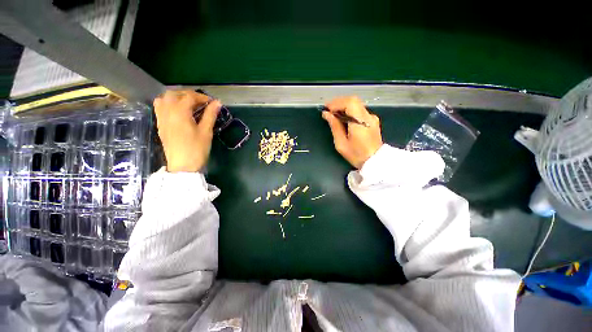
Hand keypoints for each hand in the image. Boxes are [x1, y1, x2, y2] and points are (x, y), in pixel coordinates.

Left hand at [153, 90, 220, 172]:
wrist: (183, 166)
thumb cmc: (197, 149)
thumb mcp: (206, 131)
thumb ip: (210, 115)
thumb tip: (217, 102)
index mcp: (180, 112)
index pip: (189, 97)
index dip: (202, 97)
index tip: (212, 103)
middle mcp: (167, 112)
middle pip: (174, 94)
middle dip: (188, 95)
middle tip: (200, 102)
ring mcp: (161, 119)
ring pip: (164, 99)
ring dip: (176, 98)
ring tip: (188, 105)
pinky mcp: (160, 125)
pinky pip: (160, 108)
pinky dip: (168, 105)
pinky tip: (178, 112)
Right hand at [322, 96, 382, 168]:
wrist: (375, 162)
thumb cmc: (356, 155)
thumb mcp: (341, 143)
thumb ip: (334, 126)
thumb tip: (327, 114)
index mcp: (360, 123)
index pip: (350, 103)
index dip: (336, 103)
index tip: (327, 109)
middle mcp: (368, 117)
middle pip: (353, 100)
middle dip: (339, 103)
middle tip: (329, 111)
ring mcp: (372, 117)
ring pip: (356, 104)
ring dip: (343, 106)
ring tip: (334, 115)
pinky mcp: (372, 120)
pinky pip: (359, 110)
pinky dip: (349, 110)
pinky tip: (343, 118)